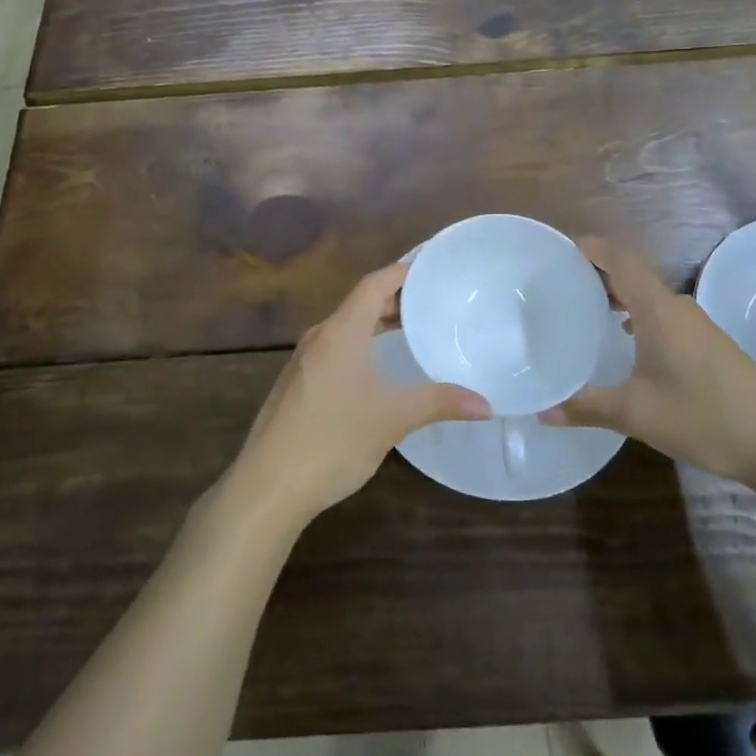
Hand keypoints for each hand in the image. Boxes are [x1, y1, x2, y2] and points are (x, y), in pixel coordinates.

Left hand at [228, 262, 490, 526]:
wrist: (268, 485)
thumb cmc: (333, 440)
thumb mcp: (392, 419)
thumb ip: (439, 403)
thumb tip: (486, 404)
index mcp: (340, 332)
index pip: (374, 284)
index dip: (402, 272)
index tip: (432, 270)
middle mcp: (319, 337)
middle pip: (360, 304)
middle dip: (395, 300)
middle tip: (433, 302)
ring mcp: (303, 361)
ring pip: (346, 329)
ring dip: (377, 324)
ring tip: (412, 330)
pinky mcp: (297, 385)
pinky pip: (334, 350)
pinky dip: (361, 346)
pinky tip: (377, 371)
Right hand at [540, 238, 755, 486]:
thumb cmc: (705, 418)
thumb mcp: (636, 414)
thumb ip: (586, 407)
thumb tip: (542, 411)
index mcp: (658, 310)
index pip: (621, 259)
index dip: (591, 247)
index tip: (559, 248)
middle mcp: (678, 308)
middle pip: (633, 273)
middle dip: (598, 271)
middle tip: (561, 282)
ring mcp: (698, 326)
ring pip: (650, 295)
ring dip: (620, 294)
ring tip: (587, 309)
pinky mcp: (711, 345)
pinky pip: (664, 314)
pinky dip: (638, 314)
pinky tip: (627, 342)